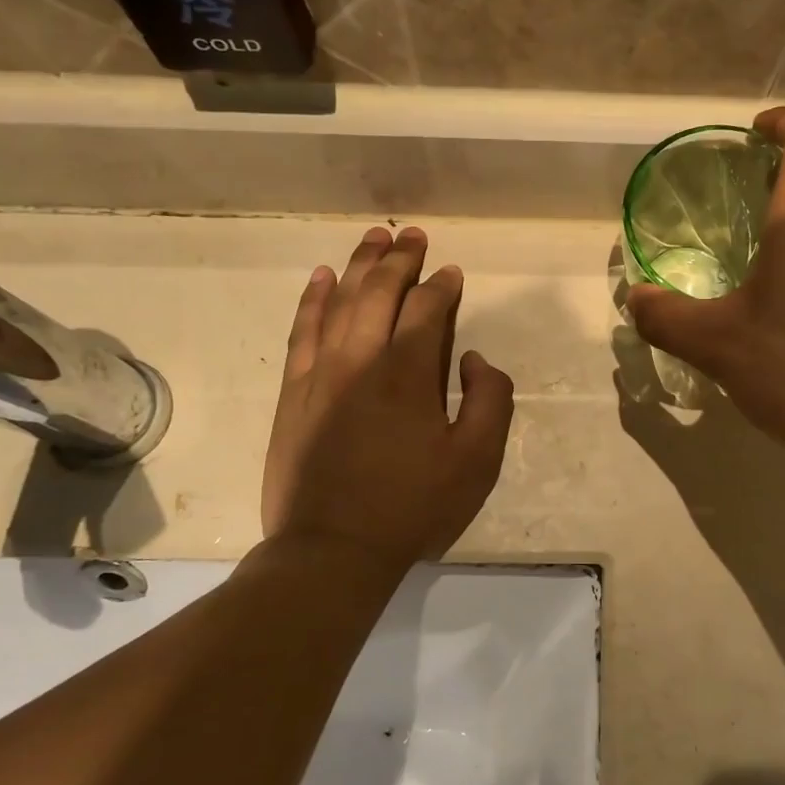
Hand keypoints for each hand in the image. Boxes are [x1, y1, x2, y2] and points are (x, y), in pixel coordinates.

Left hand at [261, 226, 514, 570]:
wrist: (332, 549)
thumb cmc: (412, 508)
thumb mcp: (476, 463)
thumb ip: (490, 400)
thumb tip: (472, 359)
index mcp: (409, 374)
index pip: (426, 310)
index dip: (442, 286)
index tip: (452, 272)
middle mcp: (361, 359)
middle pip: (379, 292)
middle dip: (400, 259)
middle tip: (413, 235)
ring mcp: (321, 373)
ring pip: (339, 301)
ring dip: (358, 266)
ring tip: (372, 237)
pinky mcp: (294, 392)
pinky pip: (302, 331)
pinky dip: (313, 299)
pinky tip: (321, 278)